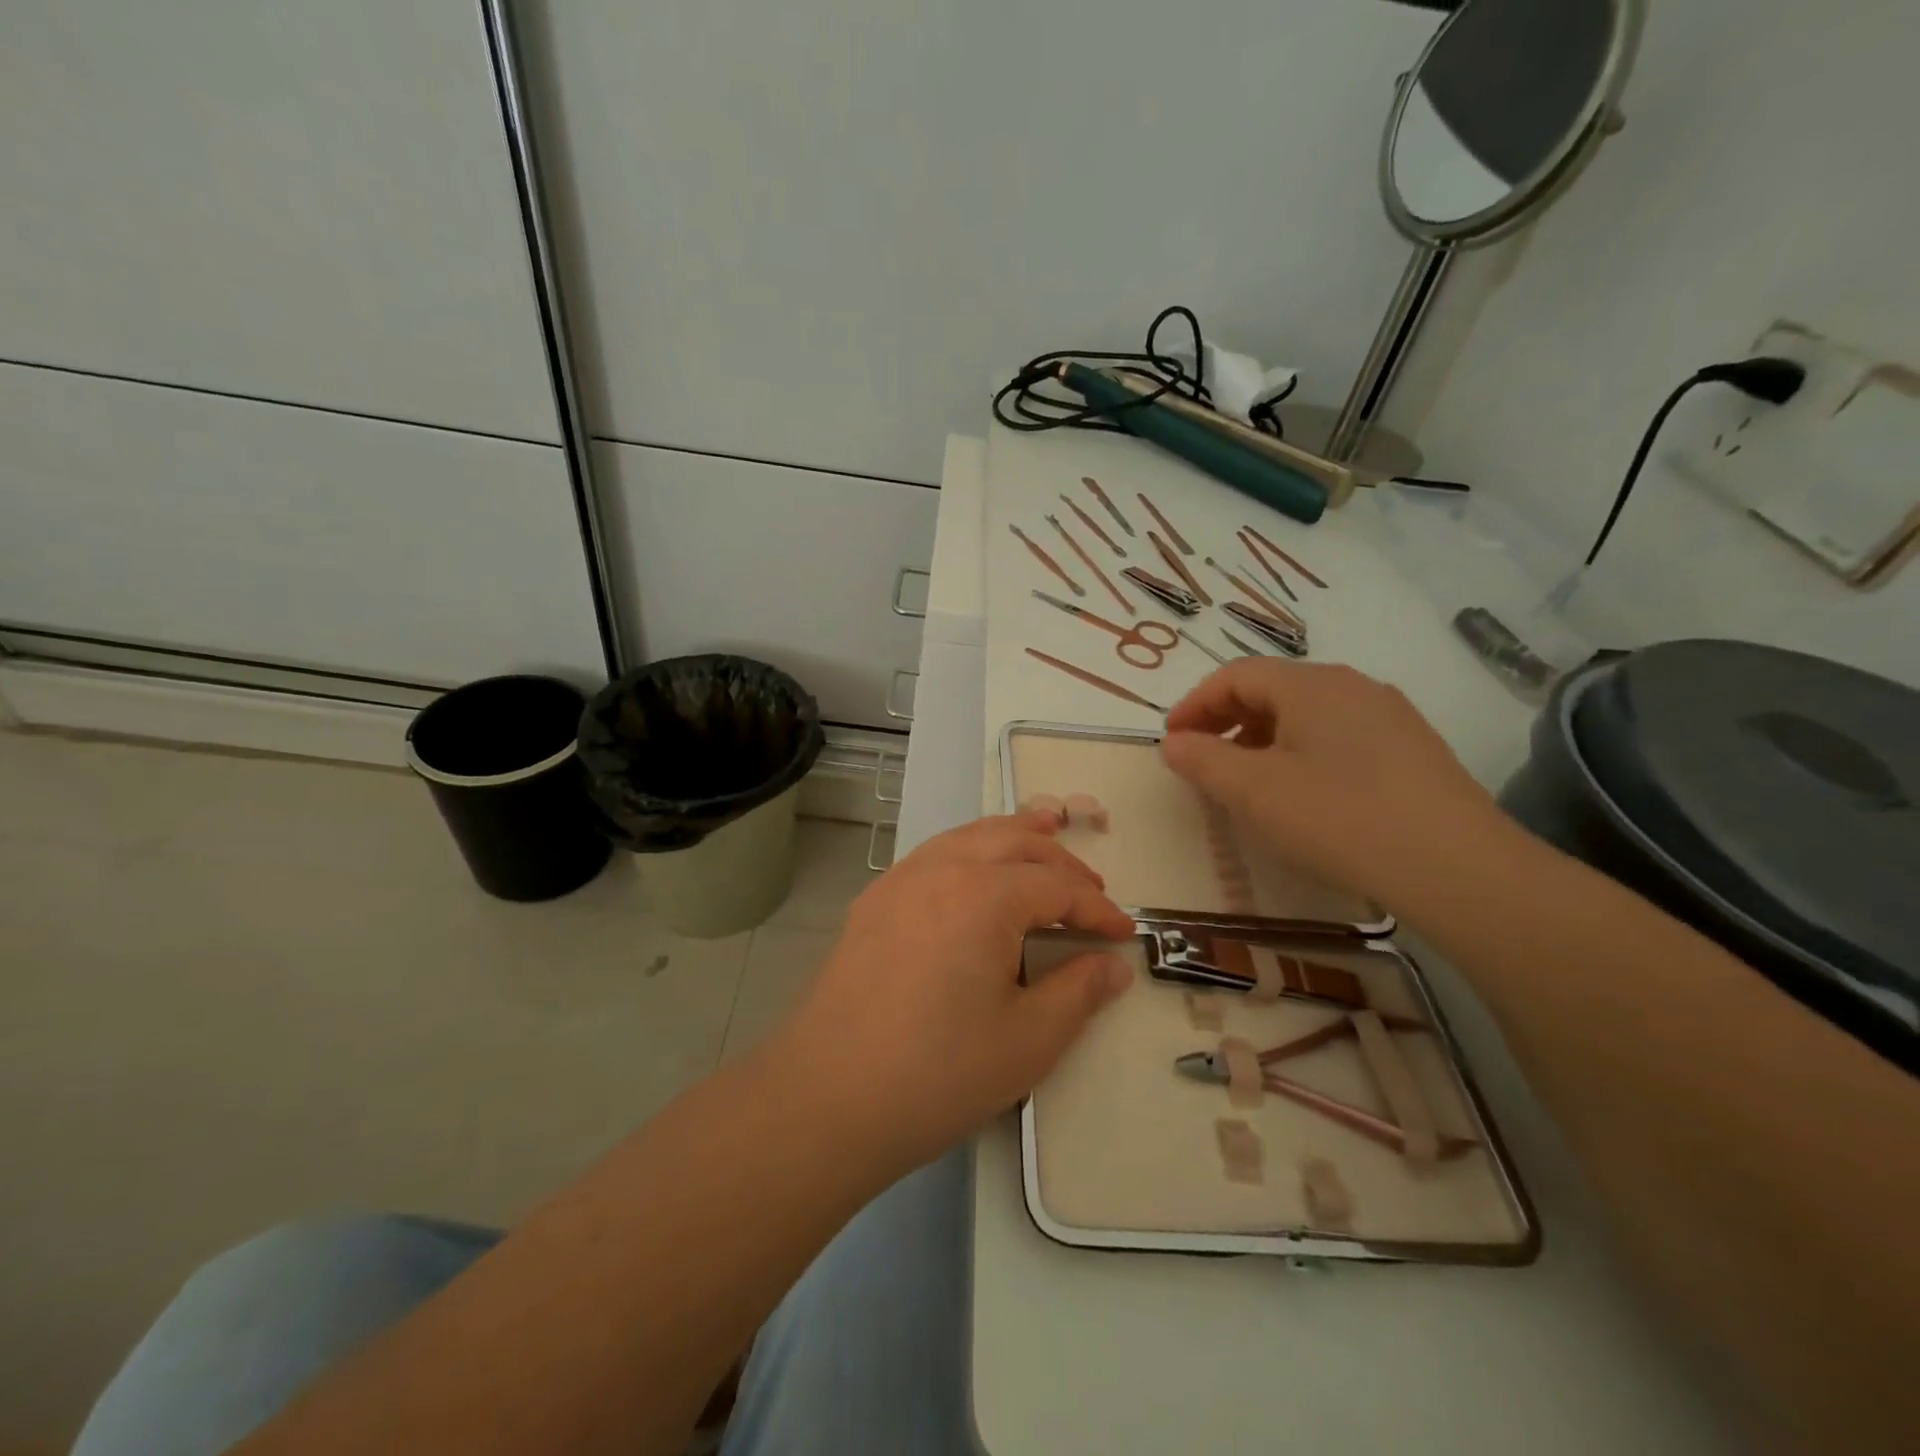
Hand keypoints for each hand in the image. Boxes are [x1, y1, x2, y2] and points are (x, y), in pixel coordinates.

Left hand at [771, 812, 1135, 1168]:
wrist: (828, 1098)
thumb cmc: (938, 1073)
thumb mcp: (1028, 1040)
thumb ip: (1079, 993)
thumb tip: (1113, 965)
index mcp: (984, 895)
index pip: (1056, 886)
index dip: (1096, 908)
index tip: (1124, 931)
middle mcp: (941, 869)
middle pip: (1013, 841)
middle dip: (1059, 859)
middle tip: (1090, 888)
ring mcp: (900, 880)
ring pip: (968, 836)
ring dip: (1011, 836)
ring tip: (1042, 833)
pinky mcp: (874, 901)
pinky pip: (933, 854)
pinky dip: (969, 849)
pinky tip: (974, 874)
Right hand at [1160, 660, 1508, 907]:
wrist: (1457, 869)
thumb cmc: (1339, 818)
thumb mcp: (1253, 792)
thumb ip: (1203, 761)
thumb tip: (1174, 743)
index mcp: (1310, 685)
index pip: (1236, 675)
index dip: (1194, 704)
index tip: (1171, 741)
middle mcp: (1352, 686)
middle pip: (1272, 689)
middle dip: (1227, 720)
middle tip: (1202, 760)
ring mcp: (1389, 716)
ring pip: (1307, 713)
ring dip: (1263, 738)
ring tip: (1247, 781)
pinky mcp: (1412, 749)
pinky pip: (1339, 736)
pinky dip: (1302, 753)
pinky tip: (1304, 794)